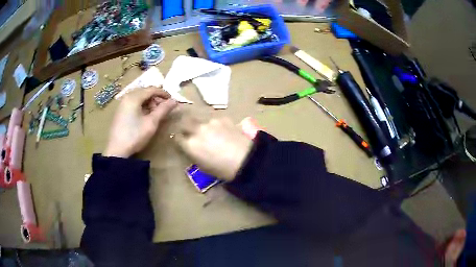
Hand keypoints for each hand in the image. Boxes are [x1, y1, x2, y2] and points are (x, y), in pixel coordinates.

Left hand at [104, 87, 177, 157]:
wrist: (117, 150)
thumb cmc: (135, 135)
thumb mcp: (151, 123)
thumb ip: (163, 110)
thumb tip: (175, 101)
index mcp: (134, 97)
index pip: (152, 89)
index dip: (164, 93)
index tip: (172, 101)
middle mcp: (127, 96)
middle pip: (145, 92)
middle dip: (156, 98)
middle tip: (164, 109)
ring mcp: (123, 103)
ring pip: (140, 97)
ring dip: (150, 102)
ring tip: (156, 113)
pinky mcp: (121, 111)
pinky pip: (134, 103)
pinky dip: (143, 106)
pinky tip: (146, 116)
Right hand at [175, 118, 252, 180]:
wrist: (246, 159)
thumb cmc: (223, 169)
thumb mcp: (203, 167)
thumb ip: (194, 154)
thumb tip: (192, 149)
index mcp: (190, 145)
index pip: (177, 137)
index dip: (179, 139)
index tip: (182, 140)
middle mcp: (197, 130)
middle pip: (184, 122)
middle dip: (185, 126)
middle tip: (190, 132)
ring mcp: (210, 122)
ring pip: (200, 120)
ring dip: (201, 125)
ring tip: (210, 133)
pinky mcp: (223, 118)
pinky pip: (214, 120)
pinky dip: (215, 125)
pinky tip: (223, 132)